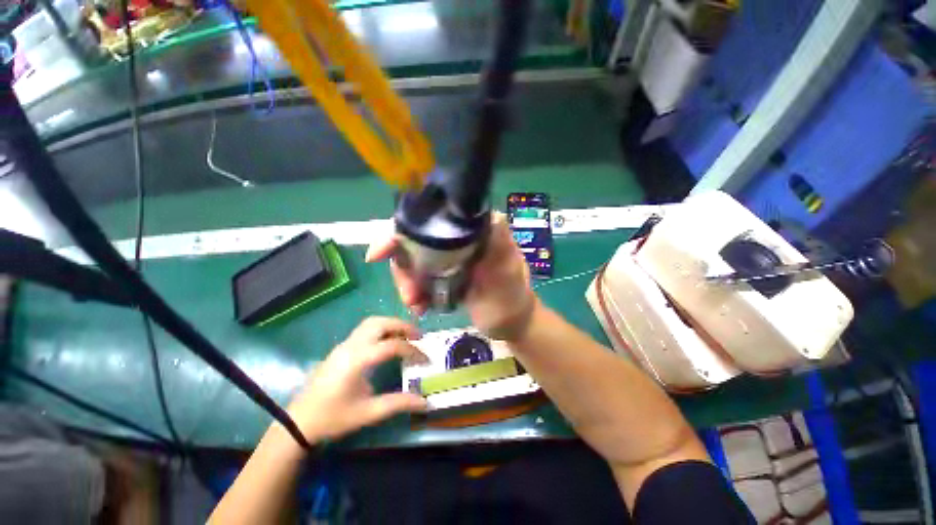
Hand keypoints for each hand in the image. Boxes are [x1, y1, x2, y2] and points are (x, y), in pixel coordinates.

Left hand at [287, 317, 428, 441]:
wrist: (298, 422)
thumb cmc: (334, 418)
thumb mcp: (368, 413)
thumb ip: (399, 404)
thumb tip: (425, 403)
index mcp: (358, 360)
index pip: (392, 345)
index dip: (413, 350)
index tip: (425, 360)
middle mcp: (351, 346)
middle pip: (381, 323)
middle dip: (403, 326)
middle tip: (418, 336)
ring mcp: (344, 344)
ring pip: (372, 322)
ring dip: (391, 324)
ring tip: (406, 336)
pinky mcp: (341, 347)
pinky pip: (365, 328)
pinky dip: (381, 328)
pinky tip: (387, 341)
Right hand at [366, 213, 537, 340]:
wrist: (510, 324)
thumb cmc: (512, 298)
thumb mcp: (508, 273)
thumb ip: (502, 246)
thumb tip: (494, 216)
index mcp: (475, 231)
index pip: (432, 219)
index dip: (403, 232)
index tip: (378, 254)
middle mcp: (459, 238)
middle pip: (416, 241)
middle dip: (404, 267)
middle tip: (408, 295)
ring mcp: (450, 256)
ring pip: (414, 259)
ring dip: (407, 282)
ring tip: (415, 304)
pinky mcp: (445, 274)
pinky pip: (420, 276)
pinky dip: (415, 290)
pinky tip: (420, 306)